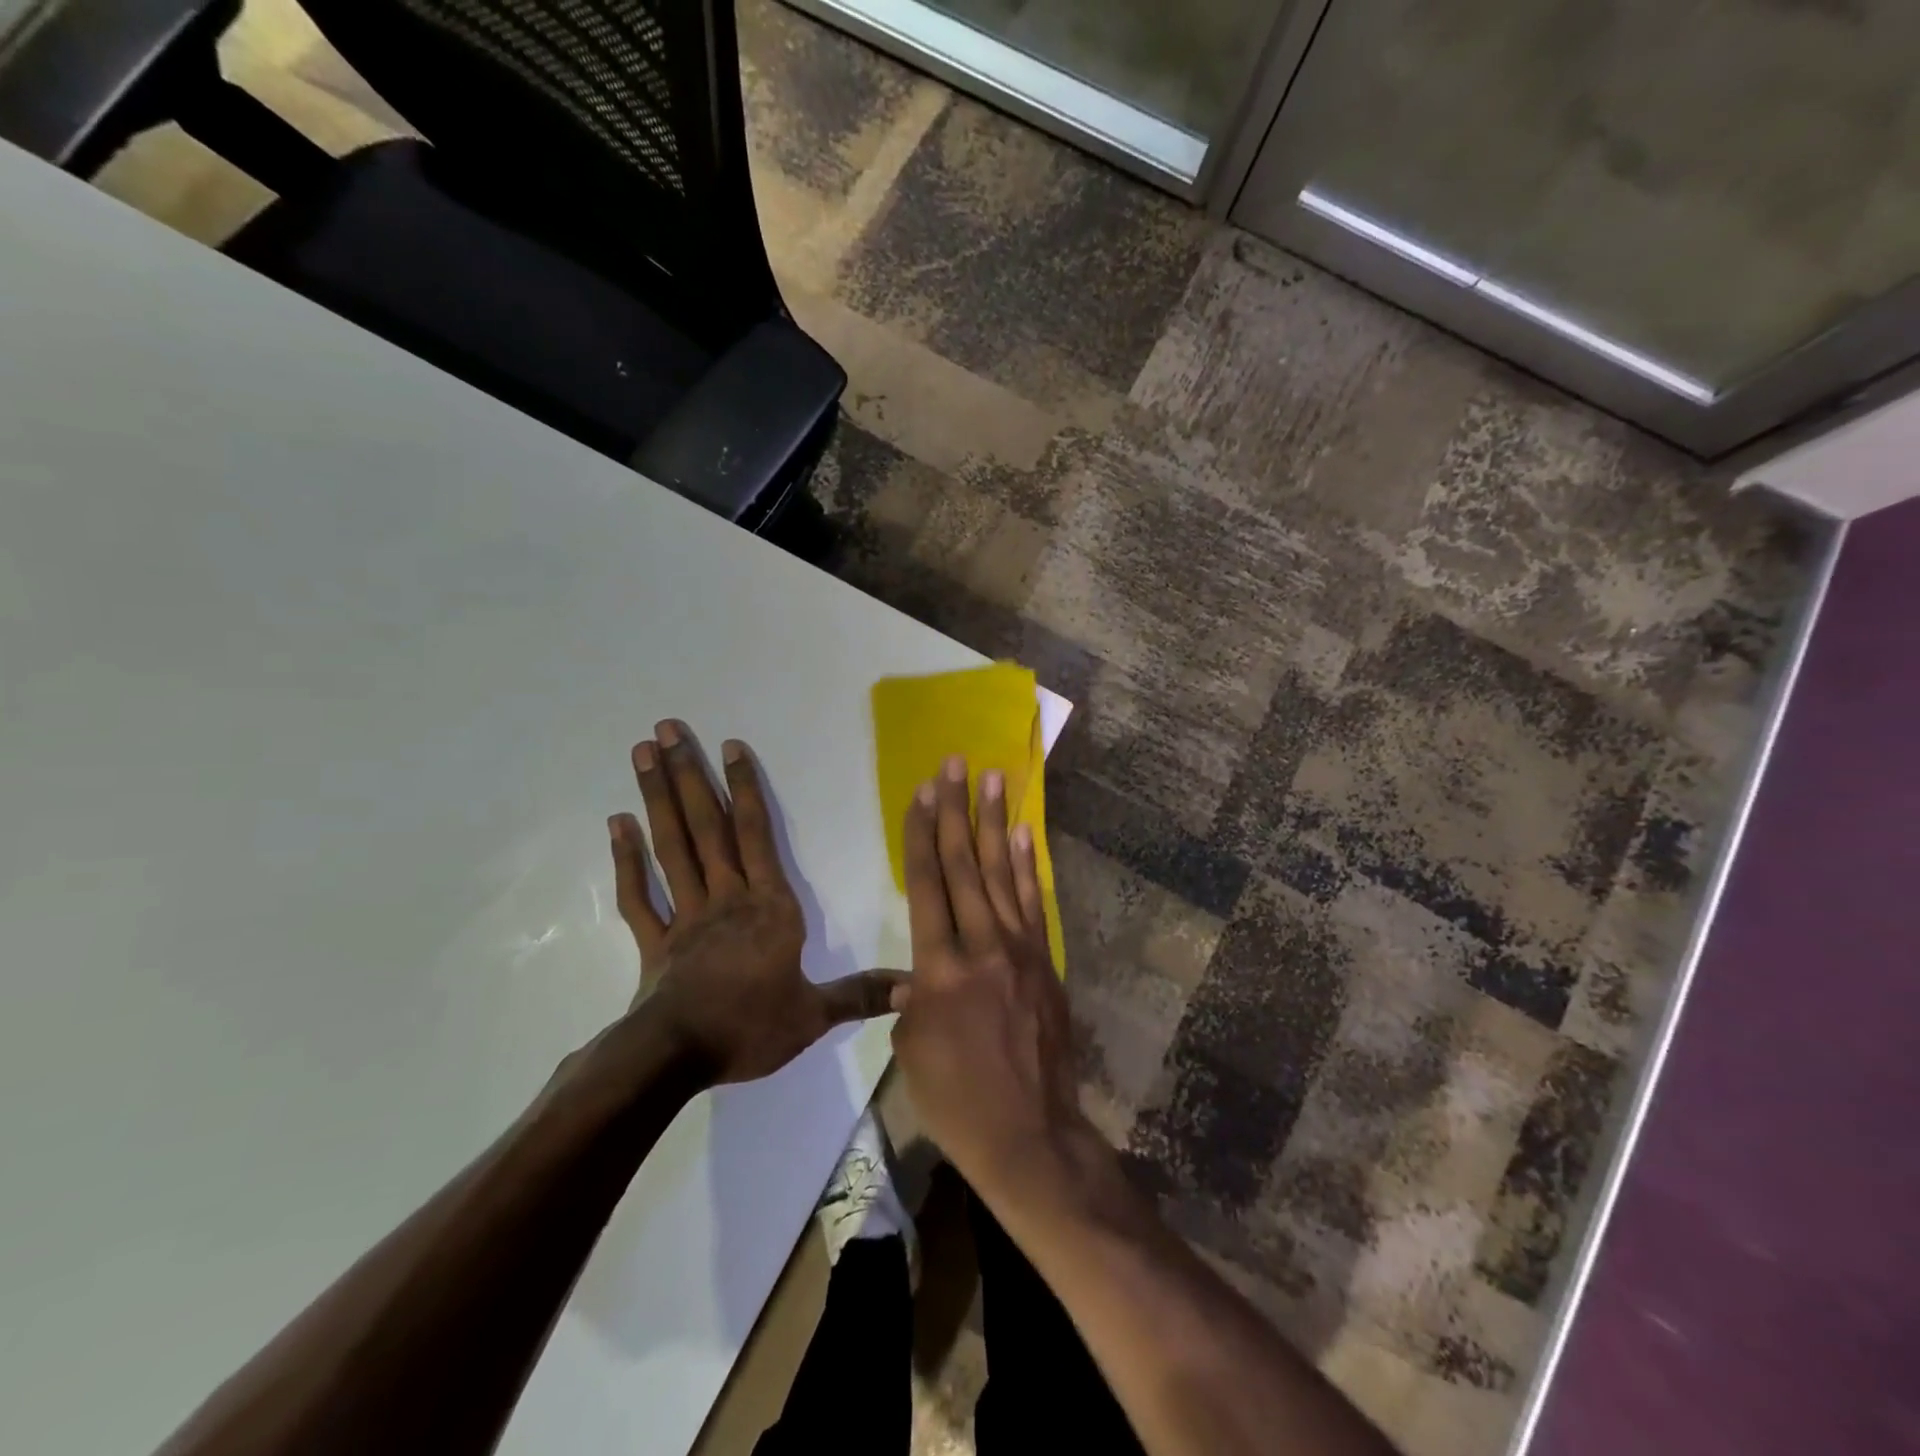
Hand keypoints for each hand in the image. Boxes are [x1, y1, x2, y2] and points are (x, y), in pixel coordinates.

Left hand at [609, 721, 902, 1085]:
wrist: (677, 1057)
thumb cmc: (749, 1027)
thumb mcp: (814, 1014)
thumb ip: (861, 994)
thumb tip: (915, 986)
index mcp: (768, 906)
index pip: (757, 835)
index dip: (744, 789)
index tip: (729, 746)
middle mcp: (725, 897)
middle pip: (706, 827)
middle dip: (688, 775)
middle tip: (665, 728)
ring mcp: (684, 916)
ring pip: (671, 848)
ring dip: (656, 799)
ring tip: (642, 754)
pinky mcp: (653, 941)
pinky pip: (639, 895)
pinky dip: (627, 860)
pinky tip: (617, 824)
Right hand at [890, 755, 1102, 1209]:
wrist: (1030, 1135)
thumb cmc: (957, 1101)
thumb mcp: (911, 1053)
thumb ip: (909, 1003)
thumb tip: (911, 977)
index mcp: (939, 969)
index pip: (926, 885)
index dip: (923, 835)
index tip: (922, 793)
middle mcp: (981, 946)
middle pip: (965, 866)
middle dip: (957, 811)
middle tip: (955, 765)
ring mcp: (1020, 951)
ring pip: (1002, 874)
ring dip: (995, 823)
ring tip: (992, 780)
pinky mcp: (1045, 961)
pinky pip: (1034, 903)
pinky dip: (1028, 866)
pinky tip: (1023, 834)